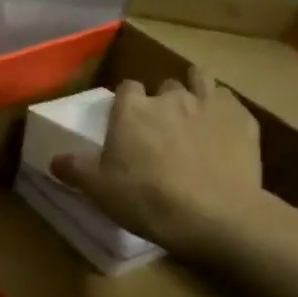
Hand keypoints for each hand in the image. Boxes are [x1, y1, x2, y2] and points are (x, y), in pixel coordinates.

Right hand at [51, 68, 263, 255]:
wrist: (216, 216)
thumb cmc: (147, 199)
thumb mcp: (98, 189)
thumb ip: (75, 169)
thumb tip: (54, 160)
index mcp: (132, 109)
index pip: (126, 89)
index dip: (126, 105)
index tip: (126, 125)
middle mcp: (170, 96)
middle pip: (164, 86)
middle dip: (162, 102)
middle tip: (160, 131)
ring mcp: (210, 103)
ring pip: (201, 81)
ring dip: (195, 93)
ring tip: (193, 117)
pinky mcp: (243, 119)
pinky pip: (229, 102)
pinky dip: (223, 110)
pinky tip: (220, 131)